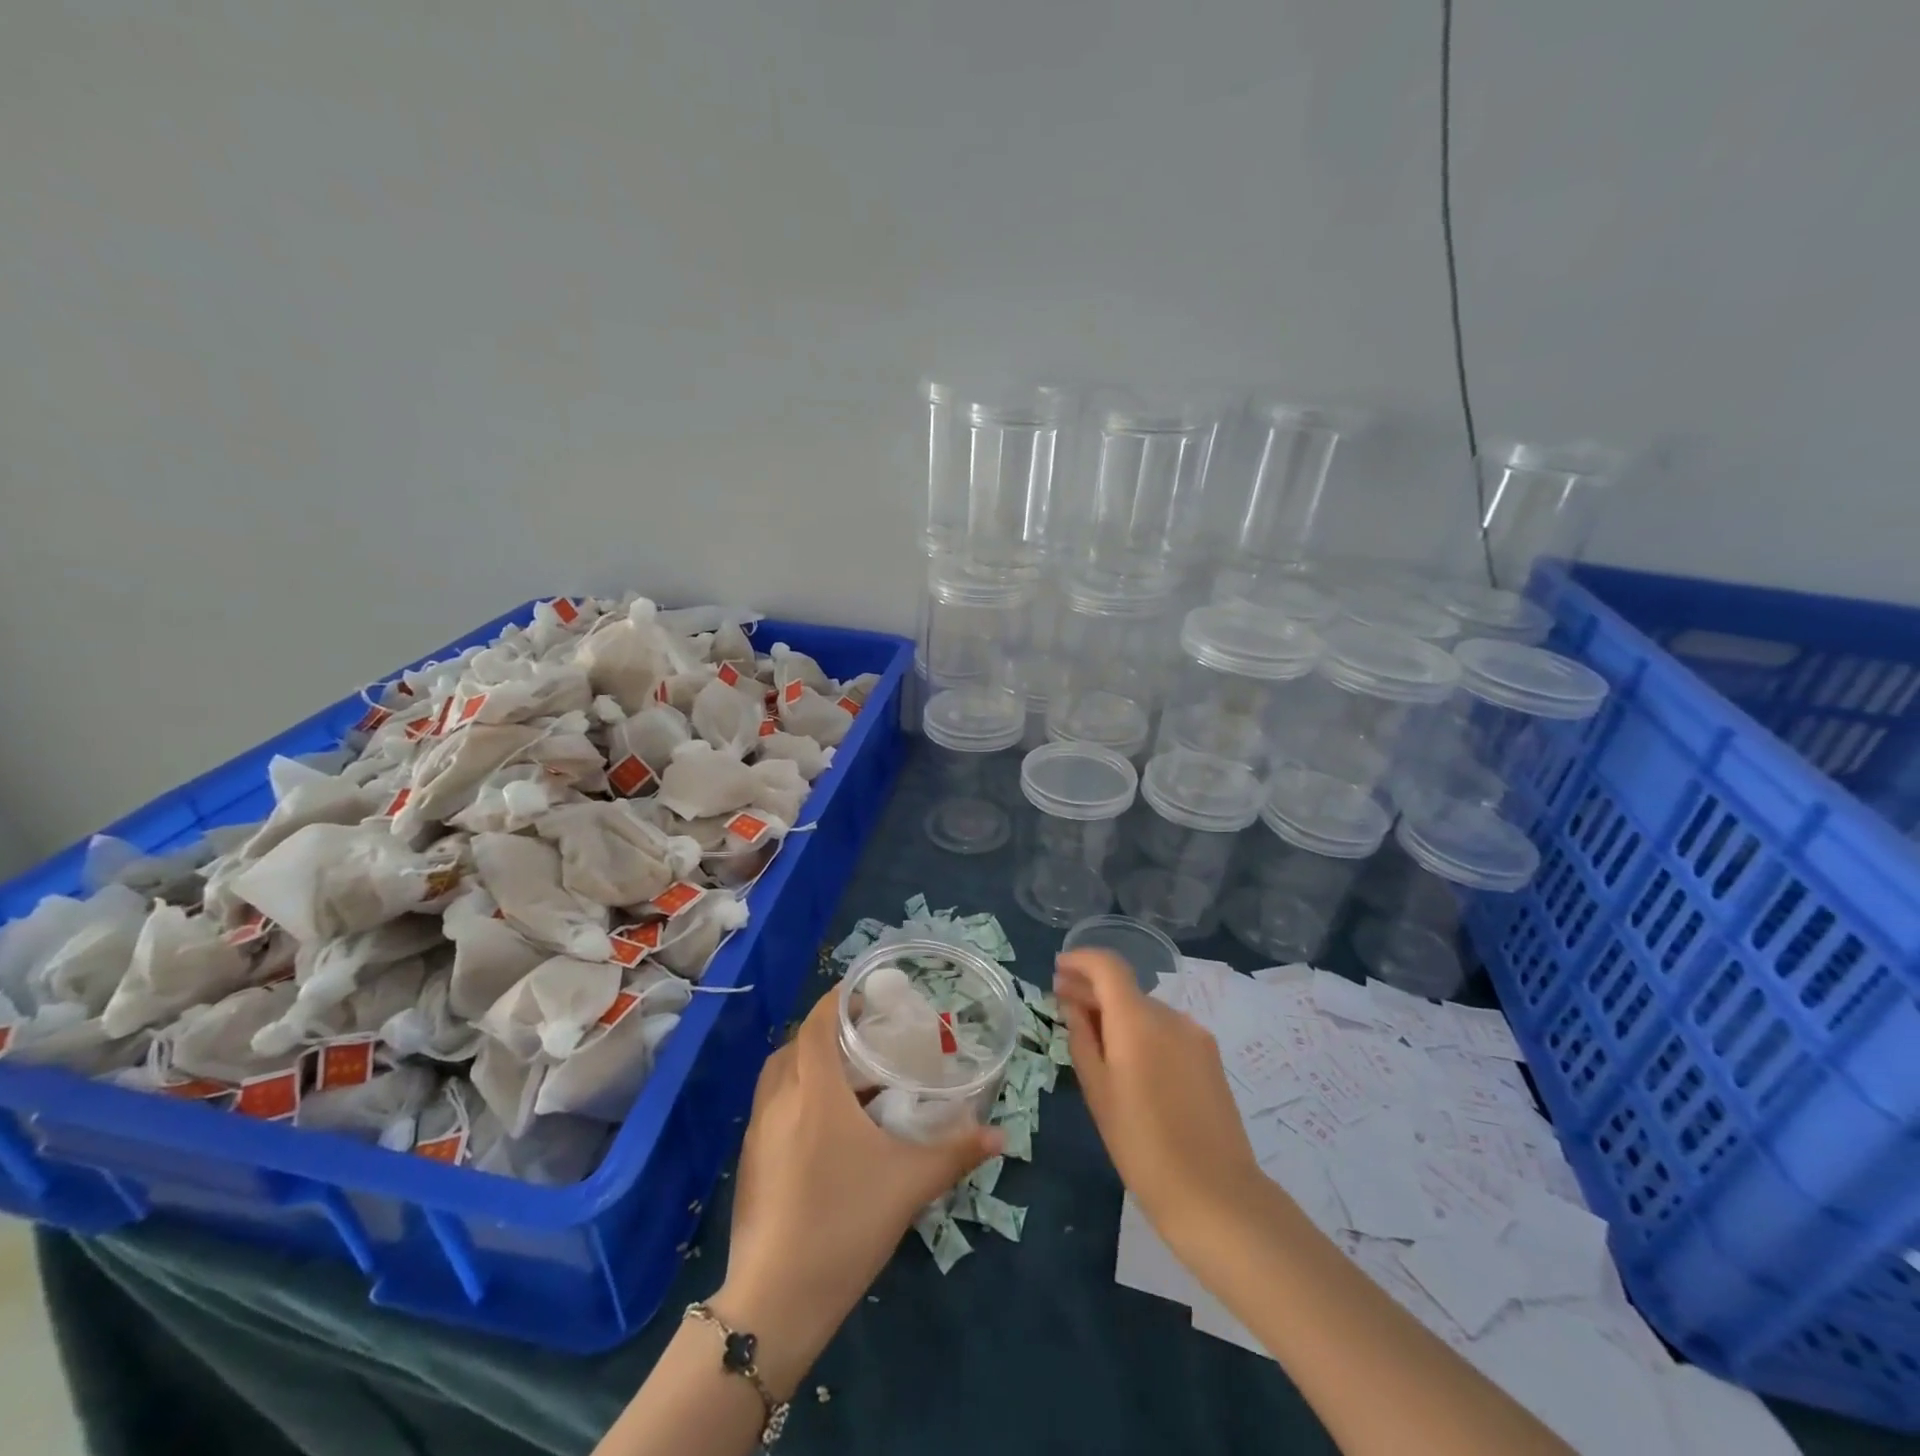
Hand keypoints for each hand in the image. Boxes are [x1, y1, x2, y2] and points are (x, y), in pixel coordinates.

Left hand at [712, 989, 1000, 1395]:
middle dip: (826, 1033)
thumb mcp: (910, 1184)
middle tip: (863, 1039)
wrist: (775, 1300)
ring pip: (779, 1076)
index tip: (863, 993)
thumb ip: (956, 1152)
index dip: (837, 1001)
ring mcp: (758, 1132)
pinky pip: (771, 1107)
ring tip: (846, 1080)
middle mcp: (779, 1100)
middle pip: (795, 1045)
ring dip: (806, 1064)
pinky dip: (794, 1097)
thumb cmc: (845, 1223)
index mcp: (814, 1091)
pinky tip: (823, 1129)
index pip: (818, 1024)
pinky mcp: (749, 1162)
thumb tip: (1000, 1135)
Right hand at [1054, 949, 1263, 1250]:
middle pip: (1126, 988)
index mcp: (1138, 1019)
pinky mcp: (1210, 1056)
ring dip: (1118, 1013)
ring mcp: (1195, 1035)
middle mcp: (1170, 1015)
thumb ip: (1082, 1037)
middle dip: (1093, 990)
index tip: (1059, 969)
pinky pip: (1166, 1030)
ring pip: (1146, 1010)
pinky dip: (1142, 1031)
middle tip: (1063, 1002)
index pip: (1108, 965)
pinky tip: (1128, 1058)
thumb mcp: (1098, 1091)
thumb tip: (1072, 1003)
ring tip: (1093, 1036)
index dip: (1081, 960)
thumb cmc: (1141, 1145)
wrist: (1215, 1194)